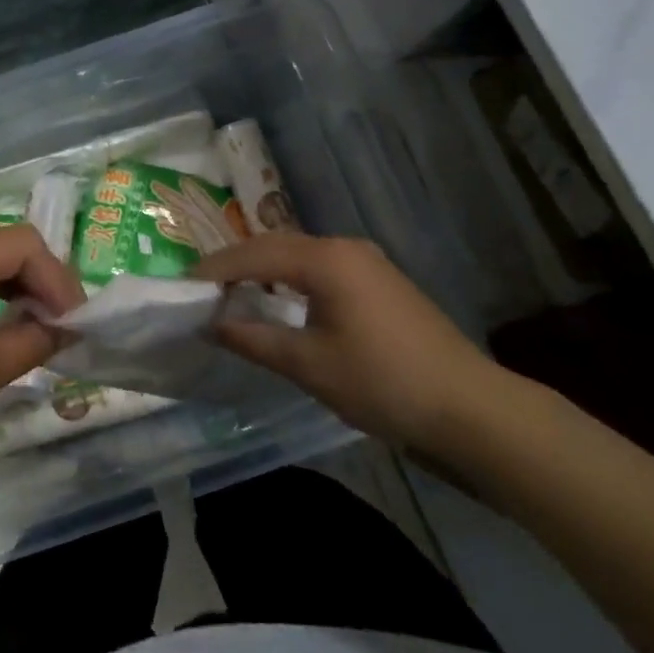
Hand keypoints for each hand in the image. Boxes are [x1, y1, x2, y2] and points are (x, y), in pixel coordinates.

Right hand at [193, 233, 503, 449]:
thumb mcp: (310, 365)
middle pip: (275, 244)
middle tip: (201, 287)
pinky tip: (279, 298)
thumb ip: (255, 339)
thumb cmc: (384, 382)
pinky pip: (320, 267)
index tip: (182, 284)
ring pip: (298, 254)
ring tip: (231, 291)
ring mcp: (366, 262)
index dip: (215, 269)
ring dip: (263, 268)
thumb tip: (210, 325)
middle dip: (235, 263)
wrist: (471, 407)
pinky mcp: (379, 281)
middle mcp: (344, 248)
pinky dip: (289, 277)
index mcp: (326, 260)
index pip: (255, 253)